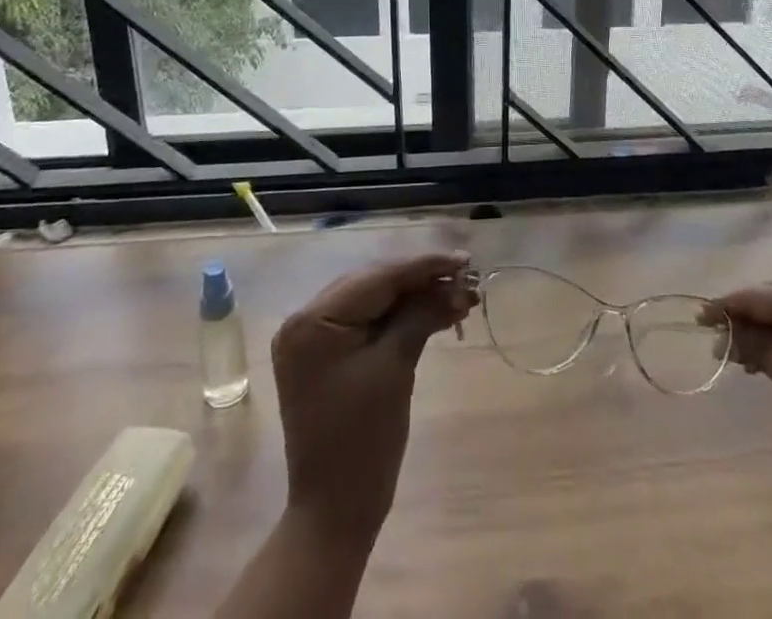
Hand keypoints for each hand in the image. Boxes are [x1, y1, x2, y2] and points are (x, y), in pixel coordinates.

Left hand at [269, 251, 476, 547]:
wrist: (336, 512)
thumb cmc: (363, 441)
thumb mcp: (395, 367)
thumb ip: (422, 314)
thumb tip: (457, 283)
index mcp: (312, 320)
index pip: (377, 278)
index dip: (423, 266)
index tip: (463, 258)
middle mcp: (305, 319)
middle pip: (375, 285)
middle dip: (422, 282)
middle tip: (465, 278)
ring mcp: (314, 338)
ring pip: (375, 302)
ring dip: (416, 299)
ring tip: (459, 297)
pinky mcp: (327, 355)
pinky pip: (368, 323)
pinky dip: (401, 319)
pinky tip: (436, 315)